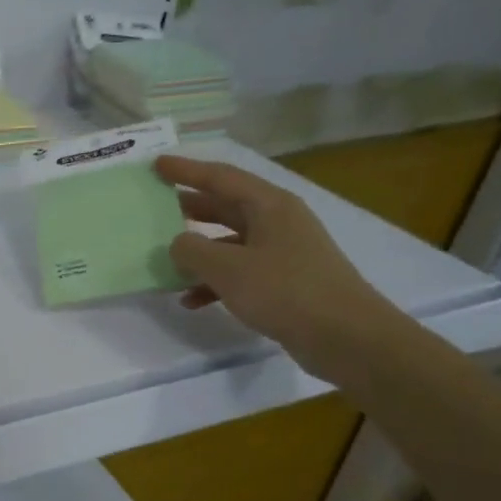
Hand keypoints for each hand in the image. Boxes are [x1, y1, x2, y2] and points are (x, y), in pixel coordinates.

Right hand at [154, 154, 405, 381]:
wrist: (345, 336)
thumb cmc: (285, 291)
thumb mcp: (227, 268)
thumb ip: (192, 250)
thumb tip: (178, 243)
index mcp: (269, 205)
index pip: (220, 177)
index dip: (186, 170)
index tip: (157, 164)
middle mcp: (277, 221)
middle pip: (225, 206)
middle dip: (190, 207)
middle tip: (156, 206)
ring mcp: (282, 252)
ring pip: (229, 241)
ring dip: (198, 250)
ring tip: (166, 259)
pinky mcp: (284, 281)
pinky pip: (239, 272)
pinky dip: (214, 281)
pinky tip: (191, 300)